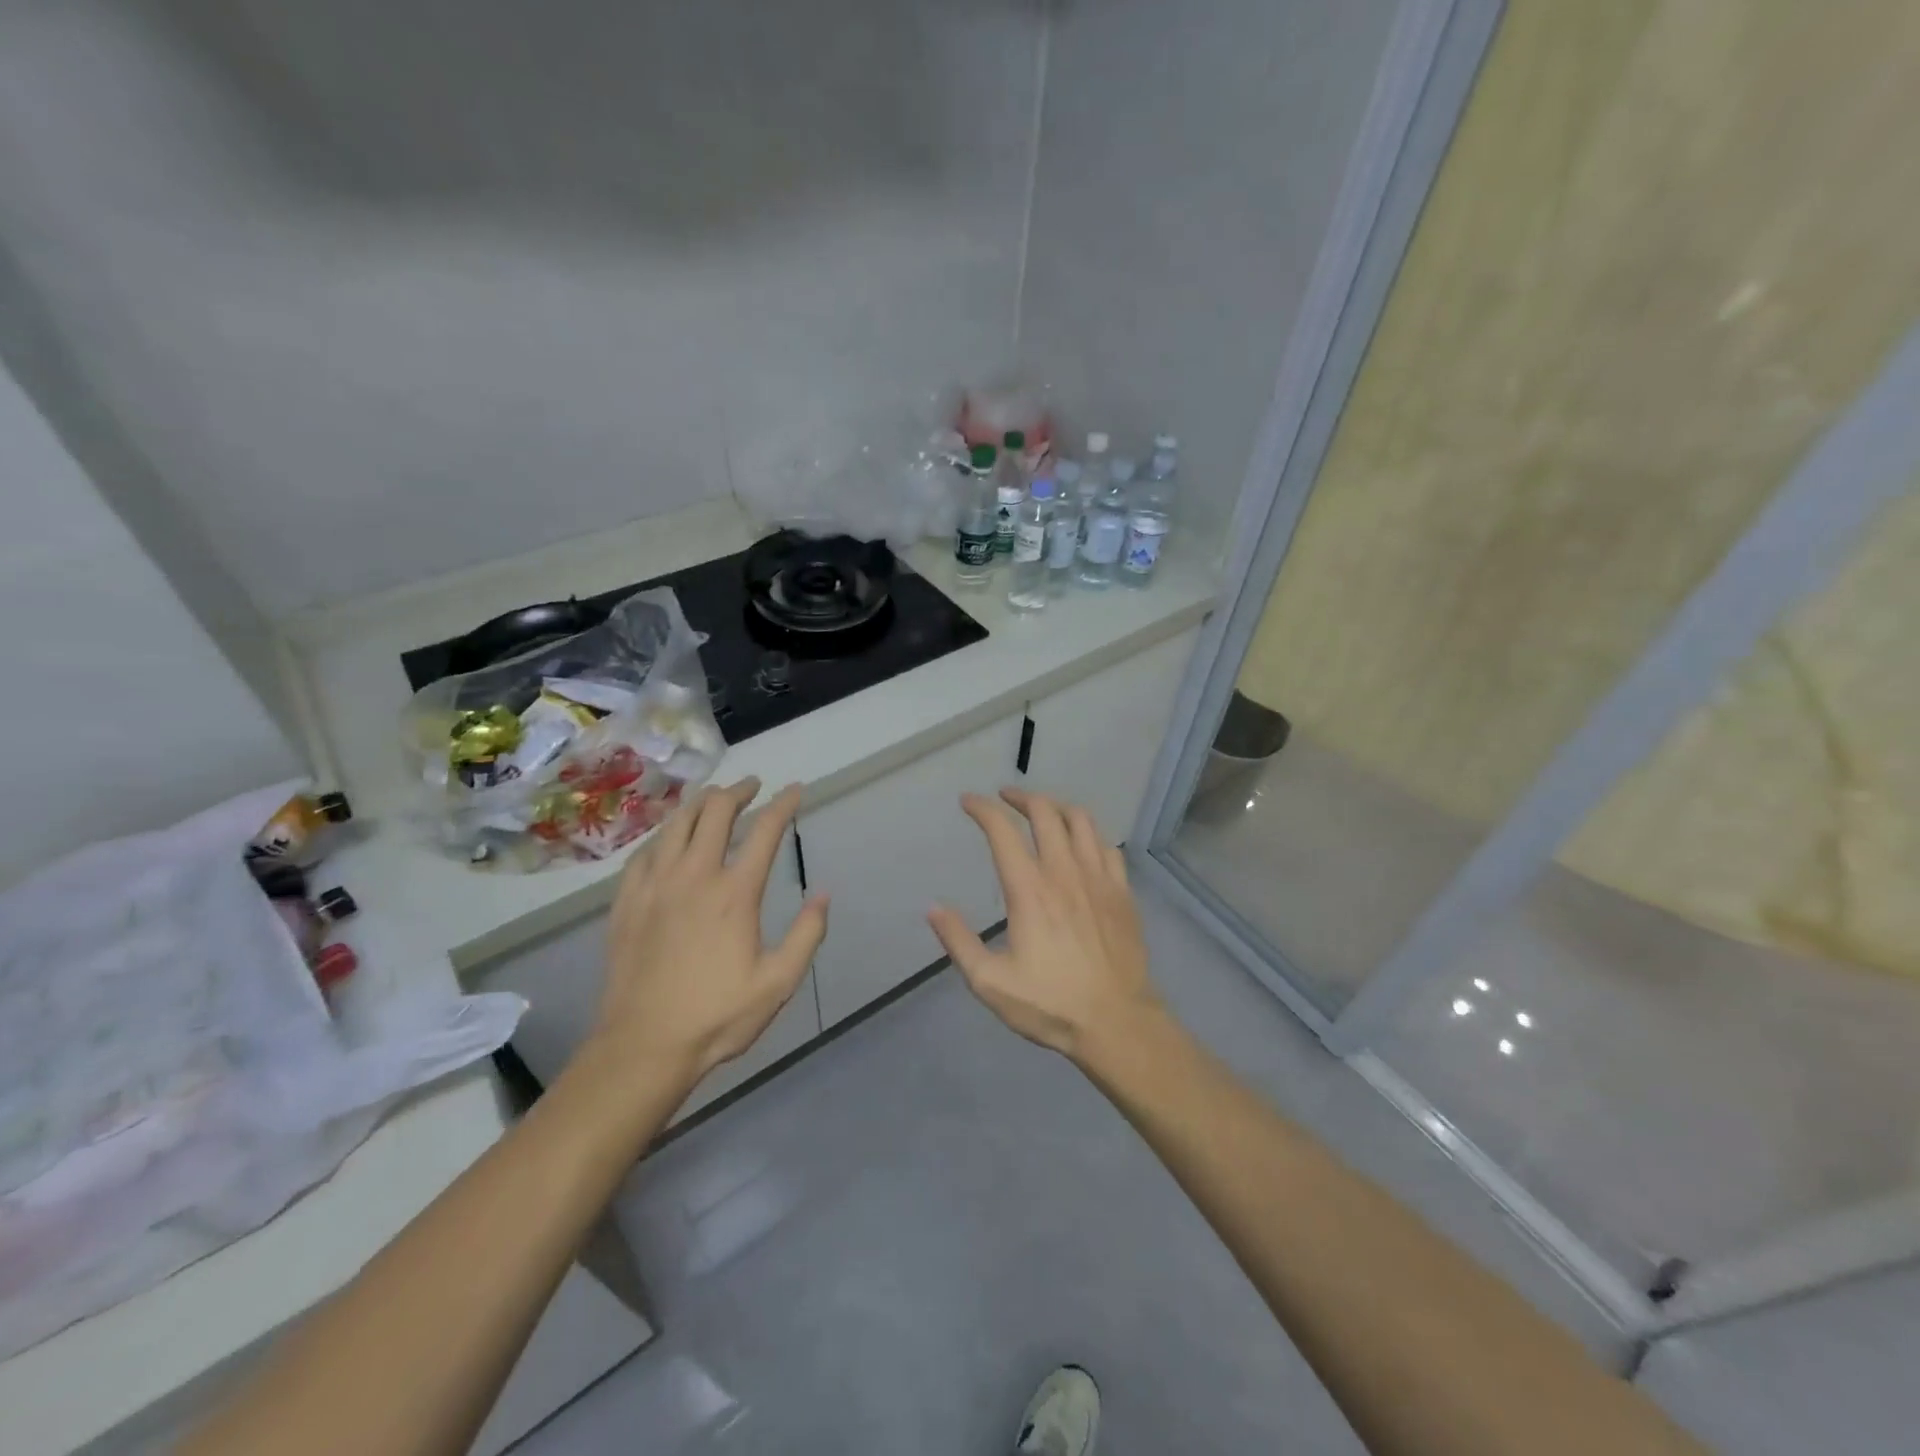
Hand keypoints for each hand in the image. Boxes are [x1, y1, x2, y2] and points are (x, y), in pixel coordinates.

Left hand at [592, 777, 827, 1086]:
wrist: (643, 1046)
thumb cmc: (717, 1016)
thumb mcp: (778, 982)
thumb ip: (807, 934)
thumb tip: (823, 893)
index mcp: (735, 893)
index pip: (765, 831)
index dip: (783, 804)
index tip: (794, 790)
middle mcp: (694, 876)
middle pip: (715, 812)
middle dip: (738, 790)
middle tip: (752, 786)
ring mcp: (655, 886)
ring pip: (676, 824)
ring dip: (699, 803)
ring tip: (713, 798)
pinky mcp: (626, 902)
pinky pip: (644, 852)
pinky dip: (663, 835)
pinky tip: (668, 839)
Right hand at [928, 788, 1162, 1060]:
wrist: (1117, 1022)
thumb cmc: (1050, 1004)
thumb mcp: (990, 982)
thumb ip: (959, 941)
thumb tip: (933, 908)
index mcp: (1029, 889)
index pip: (1002, 831)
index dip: (983, 809)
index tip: (968, 802)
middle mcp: (1064, 872)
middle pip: (1045, 812)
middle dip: (1021, 797)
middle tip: (1005, 798)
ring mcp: (1098, 879)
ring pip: (1081, 821)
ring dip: (1057, 807)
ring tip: (1043, 811)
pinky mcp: (1122, 892)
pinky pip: (1107, 846)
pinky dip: (1089, 835)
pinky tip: (1082, 845)